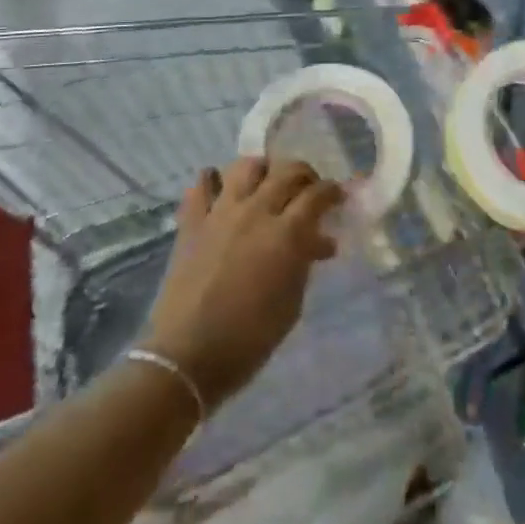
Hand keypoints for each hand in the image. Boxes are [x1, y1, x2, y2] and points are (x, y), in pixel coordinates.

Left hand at [142, 158, 344, 407]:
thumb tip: (318, 242)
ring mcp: (220, 212)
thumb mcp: (292, 303)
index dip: (332, 192)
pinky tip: (221, 192)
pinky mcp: (192, 221)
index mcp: (286, 234)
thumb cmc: (249, 339)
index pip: (317, 195)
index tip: (338, 197)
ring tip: (267, 185)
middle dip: (305, 175)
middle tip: (309, 189)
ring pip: (246, 166)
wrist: (186, 357)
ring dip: (263, 170)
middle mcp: (255, 212)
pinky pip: (201, 184)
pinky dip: (214, 181)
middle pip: (287, 171)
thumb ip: (305, 262)